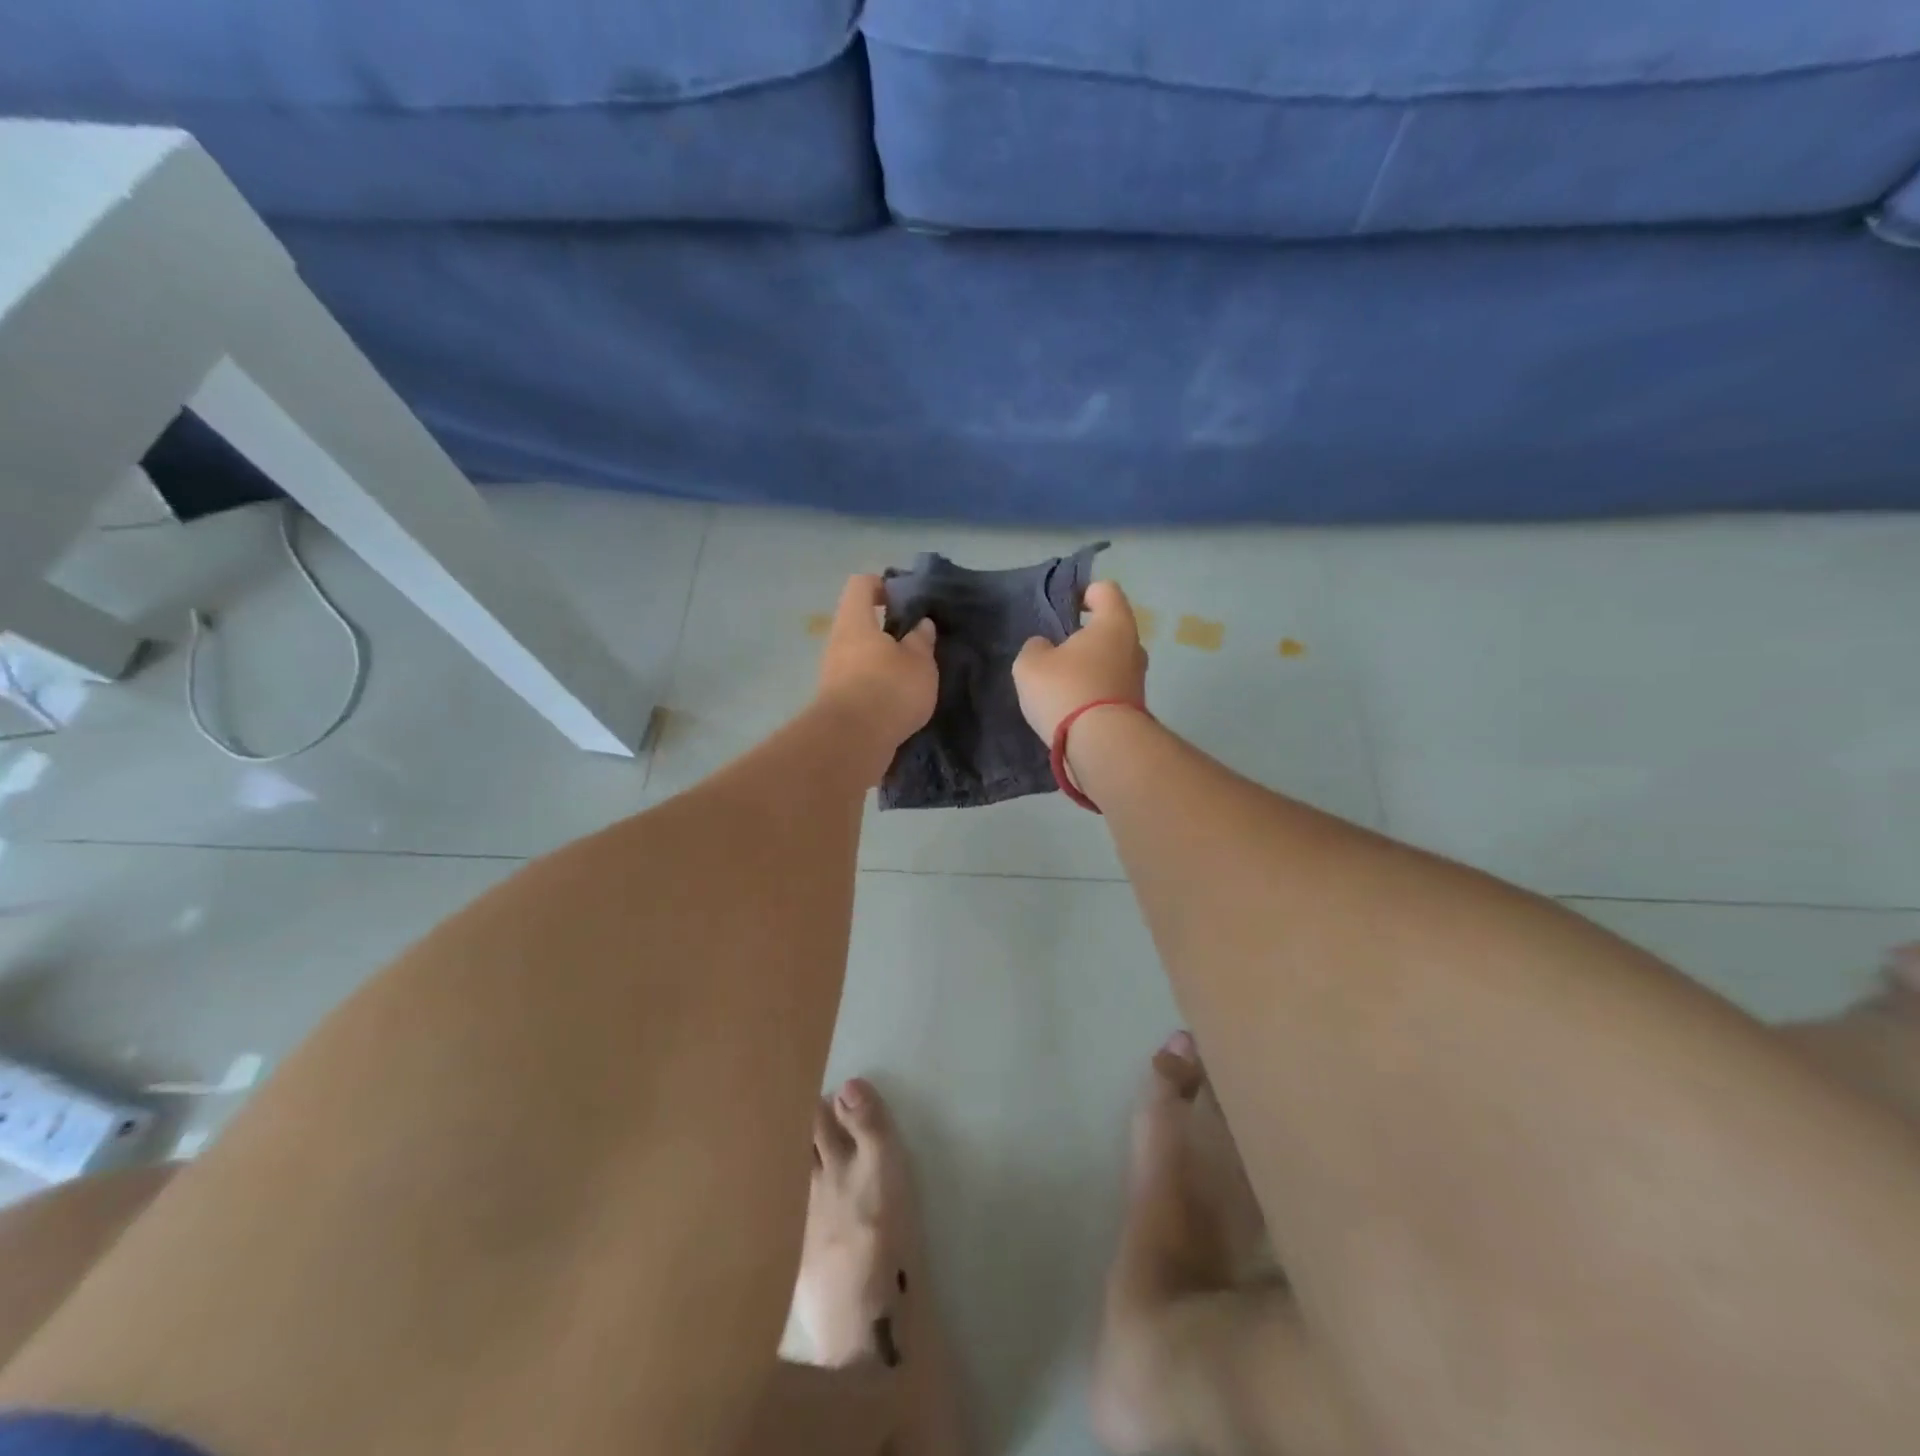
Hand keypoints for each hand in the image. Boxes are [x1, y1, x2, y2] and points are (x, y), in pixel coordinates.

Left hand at [815, 575, 938, 769]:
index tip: (908, 599)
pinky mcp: (837, 701)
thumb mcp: (919, 662)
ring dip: (885, 660)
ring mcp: (833, 673)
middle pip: (861, 622)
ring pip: (861, 654)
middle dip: (889, 629)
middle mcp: (838, 642)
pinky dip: (879, 685)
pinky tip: (901, 699)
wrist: (852, 742)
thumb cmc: (888, 689)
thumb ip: (921, 640)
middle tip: (919, 640)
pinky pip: (860, 682)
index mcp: (855, 621)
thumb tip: (921, 625)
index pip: (862, 584)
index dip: (884, 584)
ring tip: (914, 673)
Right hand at [1012, 580, 1147, 743]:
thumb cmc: (1066, 690)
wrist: (1102, 747)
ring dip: (1089, 668)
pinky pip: (1110, 689)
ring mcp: (1138, 680)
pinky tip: (1070, 708)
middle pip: (1110, 629)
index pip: (1105, 590)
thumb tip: (1045, 648)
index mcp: (1114, 624)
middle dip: (1085, 636)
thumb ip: (1035, 648)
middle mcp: (1134, 647)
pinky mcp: (1134, 709)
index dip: (1083, 592)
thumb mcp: (1031, 664)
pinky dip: (1092, 693)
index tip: (1062, 608)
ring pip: (1111, 662)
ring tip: (1060, 684)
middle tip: (1056, 650)